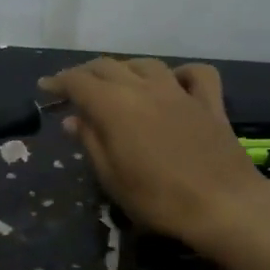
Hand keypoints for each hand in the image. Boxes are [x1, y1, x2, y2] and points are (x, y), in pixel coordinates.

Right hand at [40, 57, 269, 256]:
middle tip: (72, 89)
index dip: (58, 82)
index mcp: (115, 106)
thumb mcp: (112, 177)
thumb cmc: (158, 198)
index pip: (78, 82)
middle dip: (85, 73)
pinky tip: (172, 83)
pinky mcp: (209, 103)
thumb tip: (72, 119)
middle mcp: (144, 88)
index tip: (45, 88)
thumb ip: (90, 142)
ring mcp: (180, 92)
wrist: (224, 205)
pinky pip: (195, 74)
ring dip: (124, 69)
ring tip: (114, 83)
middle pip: (108, 66)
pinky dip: (179, 73)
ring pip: (145, 64)